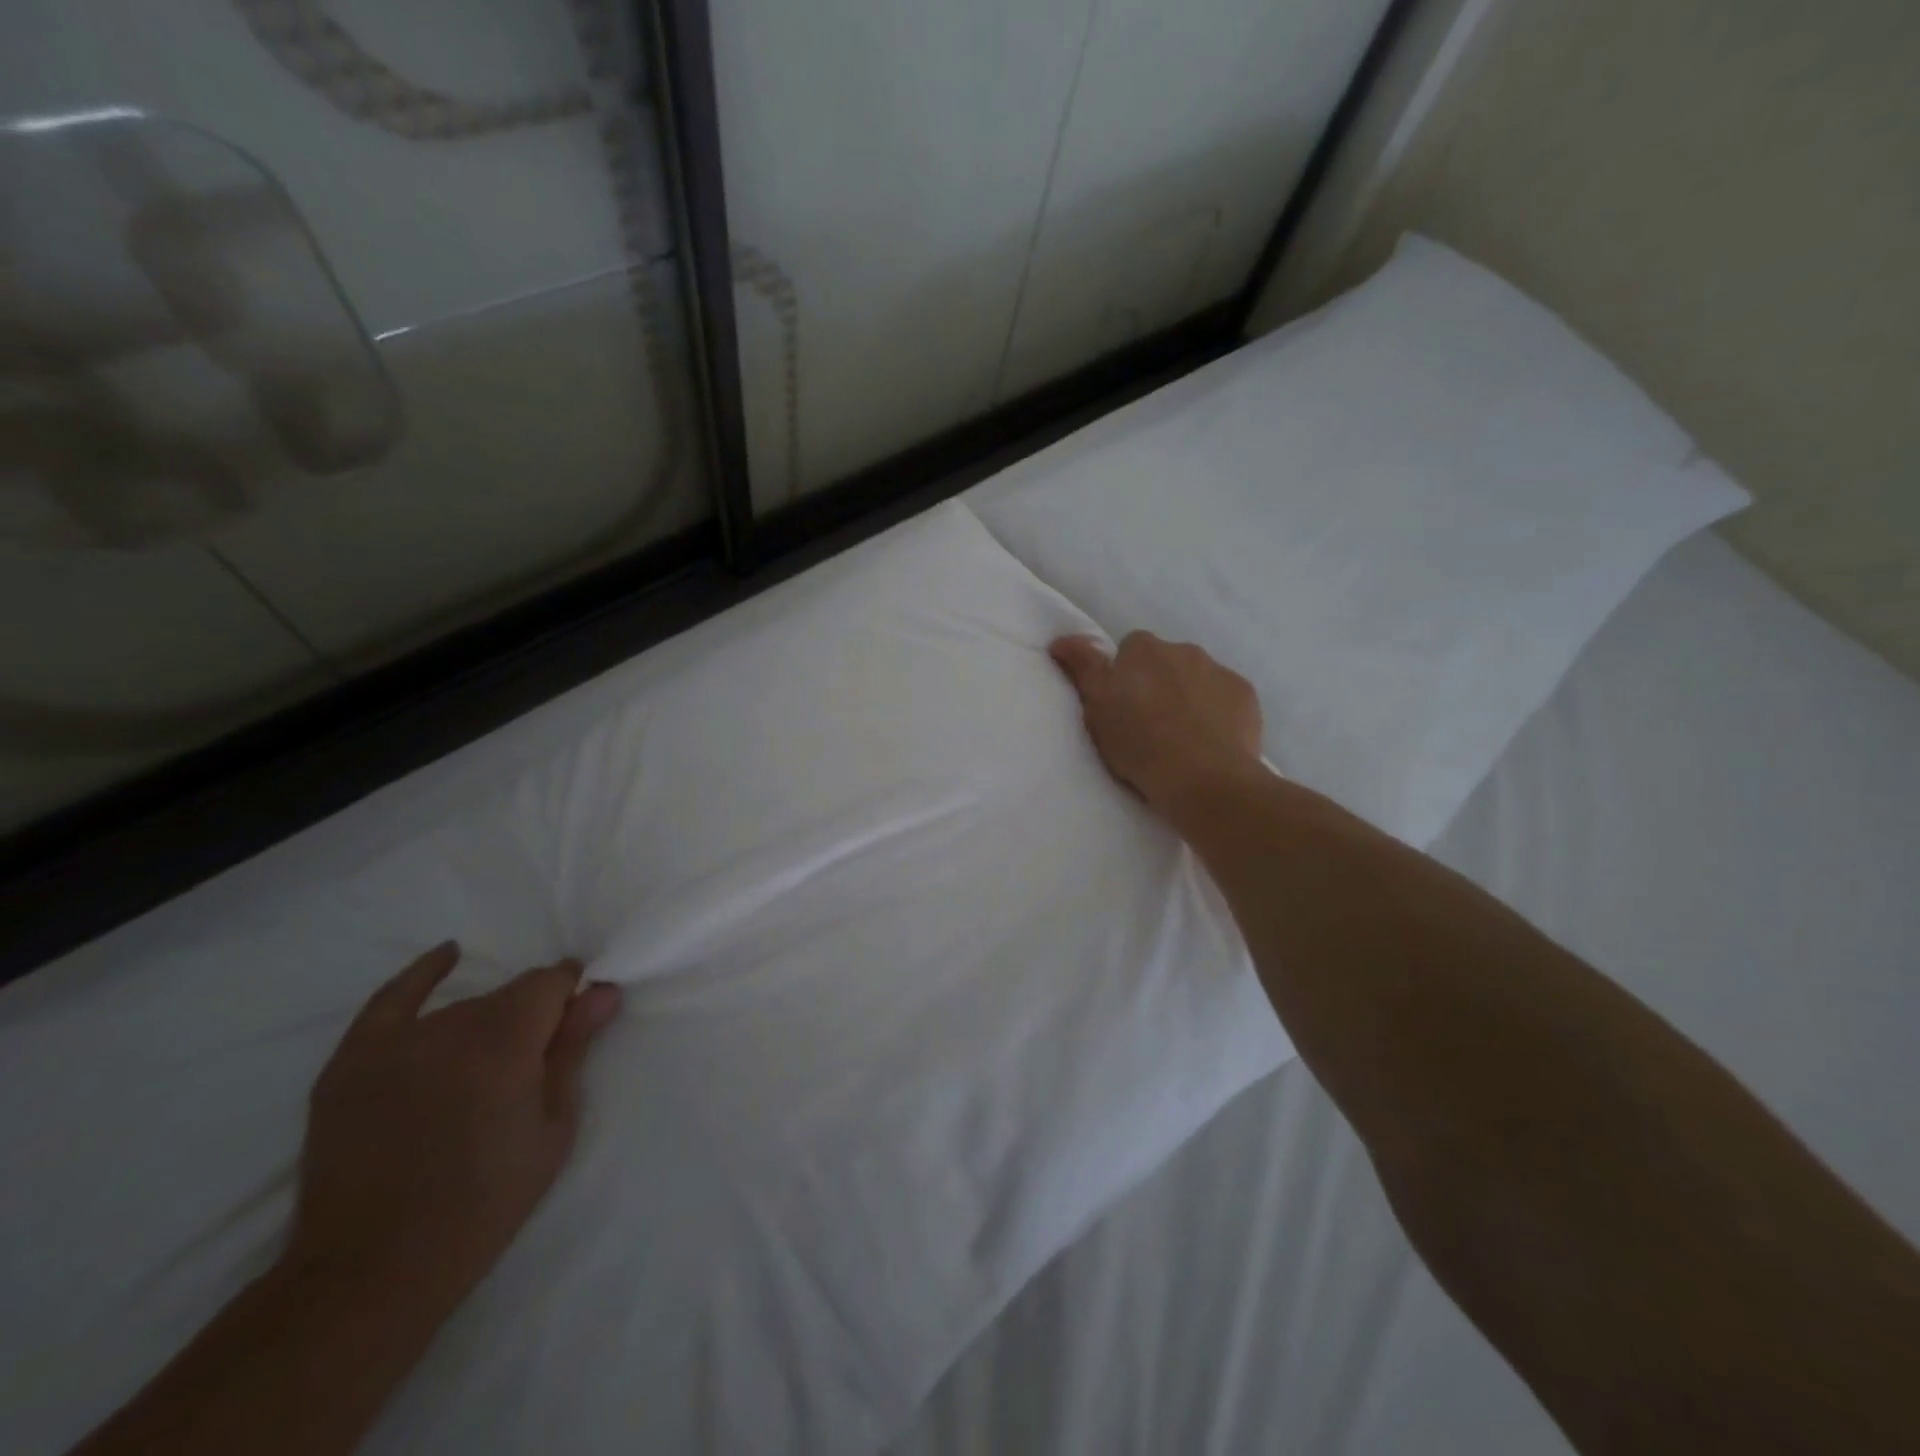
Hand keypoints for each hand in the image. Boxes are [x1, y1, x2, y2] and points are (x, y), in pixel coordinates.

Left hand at [289, 943, 622, 1312]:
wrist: (374, 1268)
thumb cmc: (485, 1200)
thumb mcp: (552, 1127)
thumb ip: (574, 1050)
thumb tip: (604, 991)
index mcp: (506, 1041)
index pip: (552, 981)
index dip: (571, 994)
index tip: (579, 1017)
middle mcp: (453, 1028)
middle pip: (509, 994)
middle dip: (532, 1014)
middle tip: (533, 1062)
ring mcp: (397, 1043)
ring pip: (463, 1007)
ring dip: (486, 1023)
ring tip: (484, 1070)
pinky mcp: (352, 1062)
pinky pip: (391, 1000)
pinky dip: (423, 975)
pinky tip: (449, 954)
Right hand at [1050, 631, 1264, 821]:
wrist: (1205, 780)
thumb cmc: (1141, 745)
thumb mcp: (1097, 708)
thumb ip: (1082, 667)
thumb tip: (1061, 639)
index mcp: (1144, 649)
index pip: (1129, 649)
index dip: (1123, 676)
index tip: (1121, 707)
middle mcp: (1184, 650)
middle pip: (1165, 661)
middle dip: (1157, 683)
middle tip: (1148, 724)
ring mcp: (1220, 671)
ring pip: (1197, 677)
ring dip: (1187, 695)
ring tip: (1180, 736)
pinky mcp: (1246, 696)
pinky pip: (1225, 697)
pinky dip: (1216, 711)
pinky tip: (1209, 741)